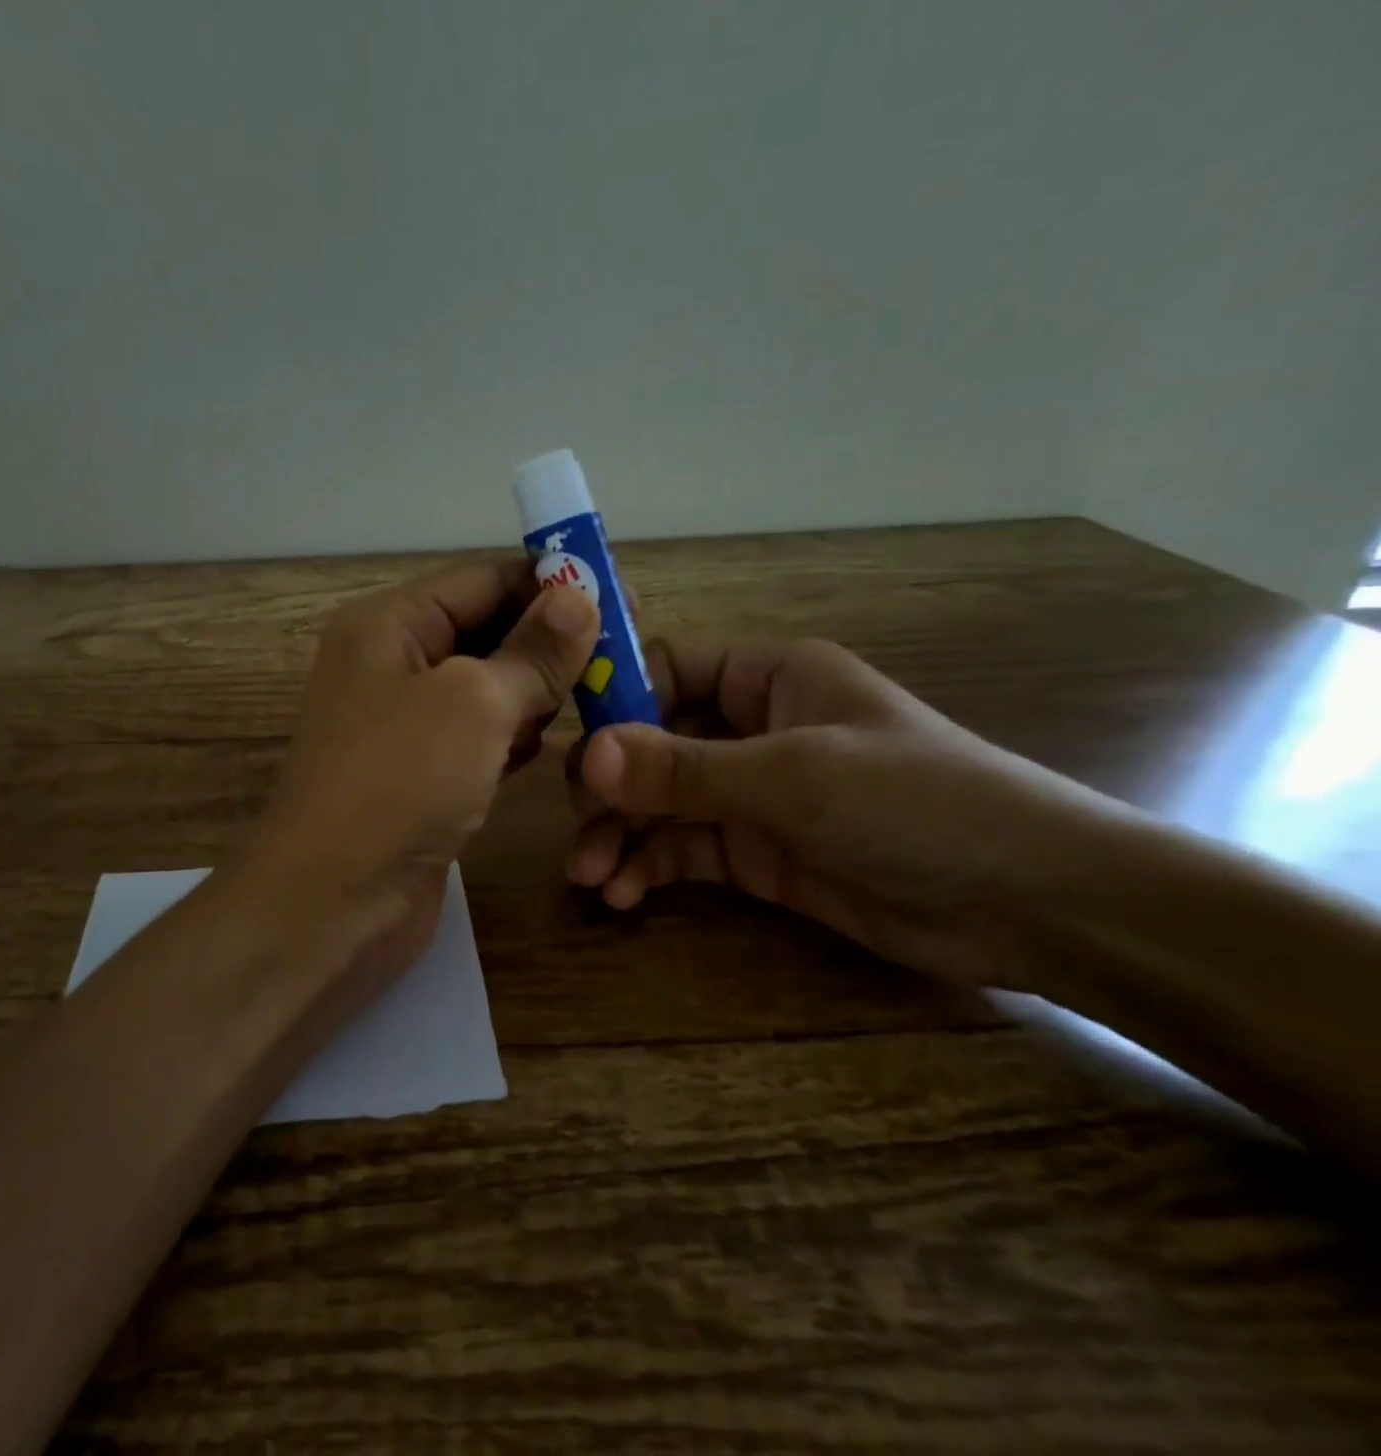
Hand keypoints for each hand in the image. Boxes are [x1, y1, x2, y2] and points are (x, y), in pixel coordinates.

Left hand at [251, 558, 598, 990]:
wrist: (333, 901)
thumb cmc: (399, 782)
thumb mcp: (474, 702)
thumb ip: (531, 651)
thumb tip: (579, 597)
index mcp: (389, 625)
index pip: (481, 579)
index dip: (550, 583)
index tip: (620, 596)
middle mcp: (391, 666)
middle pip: (486, 632)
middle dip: (549, 641)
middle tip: (624, 652)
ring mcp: (405, 726)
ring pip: (487, 689)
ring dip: (537, 692)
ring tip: (598, 695)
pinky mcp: (421, 777)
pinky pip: (480, 739)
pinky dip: (515, 737)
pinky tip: (549, 745)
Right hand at [567, 637, 1127, 989]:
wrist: (1030, 906)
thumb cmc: (917, 805)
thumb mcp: (794, 778)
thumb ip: (685, 769)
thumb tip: (587, 757)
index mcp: (768, 678)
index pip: (670, 670)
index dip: (619, 701)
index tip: (575, 745)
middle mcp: (752, 728)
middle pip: (652, 744)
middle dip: (611, 787)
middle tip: (579, 827)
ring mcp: (751, 794)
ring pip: (660, 803)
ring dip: (622, 835)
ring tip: (592, 875)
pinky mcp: (755, 853)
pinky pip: (683, 850)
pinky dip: (650, 868)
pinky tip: (625, 894)